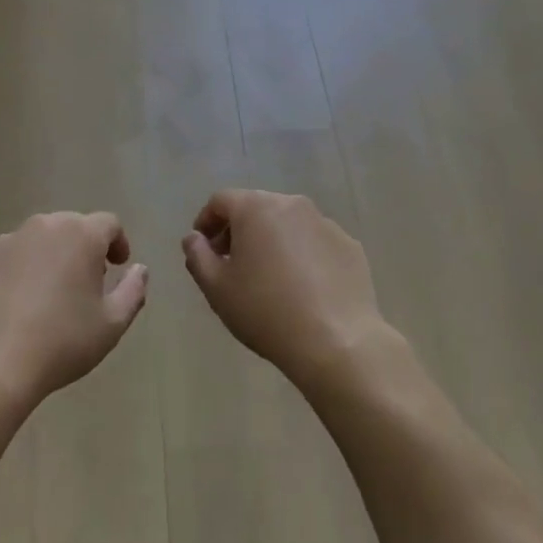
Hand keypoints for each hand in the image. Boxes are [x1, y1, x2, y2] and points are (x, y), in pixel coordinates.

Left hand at [0, 212, 147, 412]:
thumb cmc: (60, 343)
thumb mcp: (112, 325)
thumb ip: (133, 291)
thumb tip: (139, 270)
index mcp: (80, 235)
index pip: (108, 224)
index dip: (117, 243)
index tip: (117, 267)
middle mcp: (42, 226)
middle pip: (70, 227)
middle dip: (81, 249)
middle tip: (83, 284)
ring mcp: (3, 241)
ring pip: (34, 241)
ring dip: (45, 258)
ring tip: (44, 297)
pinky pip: (2, 259)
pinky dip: (11, 273)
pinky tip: (8, 307)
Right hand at [180, 190, 392, 389]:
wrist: (336, 341)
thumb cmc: (266, 311)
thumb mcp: (217, 288)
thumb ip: (197, 256)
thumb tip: (193, 238)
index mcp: (256, 208)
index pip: (221, 201)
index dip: (206, 221)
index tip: (203, 249)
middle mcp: (292, 204)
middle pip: (256, 208)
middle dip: (239, 230)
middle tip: (231, 264)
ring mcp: (325, 223)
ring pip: (288, 224)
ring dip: (272, 241)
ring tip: (268, 278)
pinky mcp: (349, 246)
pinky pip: (315, 243)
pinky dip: (302, 255)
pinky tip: (302, 288)